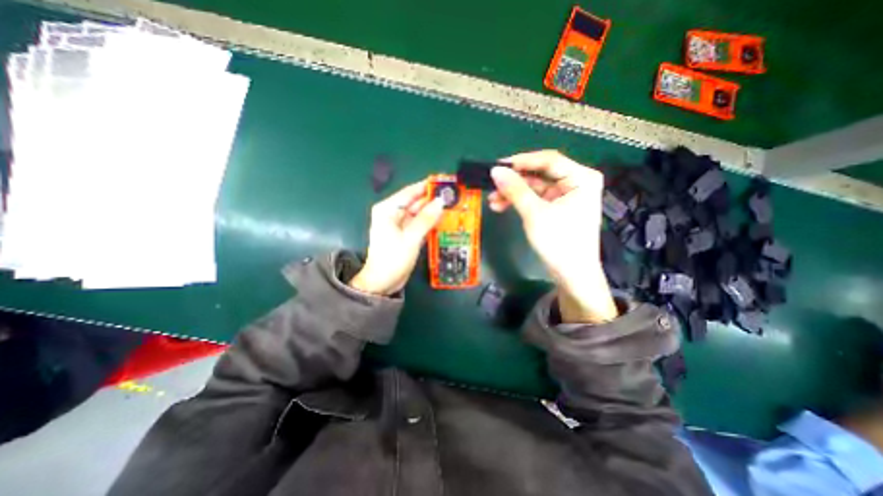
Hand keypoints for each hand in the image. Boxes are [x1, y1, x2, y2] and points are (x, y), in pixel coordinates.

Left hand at [348, 182, 444, 298]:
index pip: (410, 192)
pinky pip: (421, 224)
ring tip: (454, 206)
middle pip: (416, 202)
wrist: (383, 283)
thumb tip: (441, 201)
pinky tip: (446, 220)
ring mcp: (401, 224)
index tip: (445, 182)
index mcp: (388, 209)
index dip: (428, 186)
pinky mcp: (407, 234)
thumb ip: (426, 219)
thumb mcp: (410, 238)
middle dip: (434, 199)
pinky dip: (432, 222)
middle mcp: (394, 213)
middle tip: (455, 196)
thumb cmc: (392, 259)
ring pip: (421, 213)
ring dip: (435, 211)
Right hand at [485, 150, 615, 323]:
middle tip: (492, 184)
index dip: (521, 161)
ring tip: (492, 200)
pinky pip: (535, 198)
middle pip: (540, 173)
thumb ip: (515, 189)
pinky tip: (501, 206)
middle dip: (514, 181)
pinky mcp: (557, 207)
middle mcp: (576, 182)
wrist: (572, 275)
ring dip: (513, 193)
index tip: (497, 166)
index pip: (548, 160)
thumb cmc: (559, 242)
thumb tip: (495, 171)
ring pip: (534, 187)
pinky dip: (519, 201)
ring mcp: (566, 195)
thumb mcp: (534, 213)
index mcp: (581, 178)